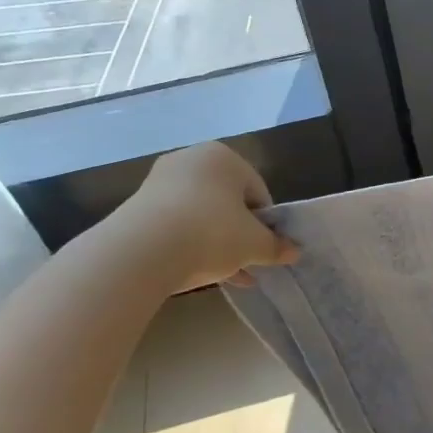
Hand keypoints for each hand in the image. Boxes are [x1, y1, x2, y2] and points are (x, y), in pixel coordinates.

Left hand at [108, 142, 299, 290]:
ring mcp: (160, 183)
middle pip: (228, 202)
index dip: (266, 223)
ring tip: (231, 275)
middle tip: (249, 261)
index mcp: (224, 157)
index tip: (266, 248)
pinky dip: (191, 245)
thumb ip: (276, 247)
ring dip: (218, 244)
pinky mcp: (138, 208)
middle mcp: (191, 161)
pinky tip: (204, 273)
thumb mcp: (254, 244)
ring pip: (202, 216)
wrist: (141, 252)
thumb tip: (294, 252)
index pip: (258, 191)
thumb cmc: (211, 233)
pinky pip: (177, 226)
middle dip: (241, 234)